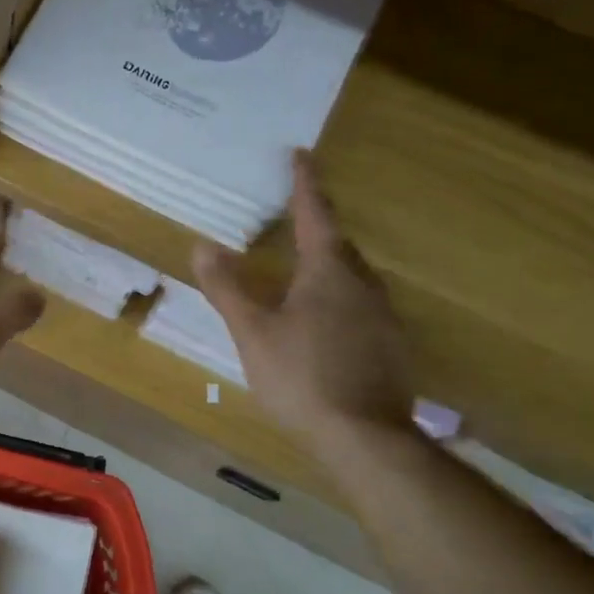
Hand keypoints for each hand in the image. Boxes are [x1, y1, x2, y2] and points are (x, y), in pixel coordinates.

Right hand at [193, 150, 413, 447]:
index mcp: (329, 271)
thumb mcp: (252, 332)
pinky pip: (361, 305)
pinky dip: (338, 300)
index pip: (315, 214)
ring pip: (353, 277)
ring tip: (301, 274)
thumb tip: (202, 246)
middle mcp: (364, 284)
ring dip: (327, 266)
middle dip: (316, 228)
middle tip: (291, 221)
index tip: (300, 155)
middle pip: (339, 245)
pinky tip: (322, 325)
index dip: (304, 184)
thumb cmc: (300, 377)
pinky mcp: (391, 345)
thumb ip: (227, 288)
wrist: (363, 437)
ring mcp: (384, 316)